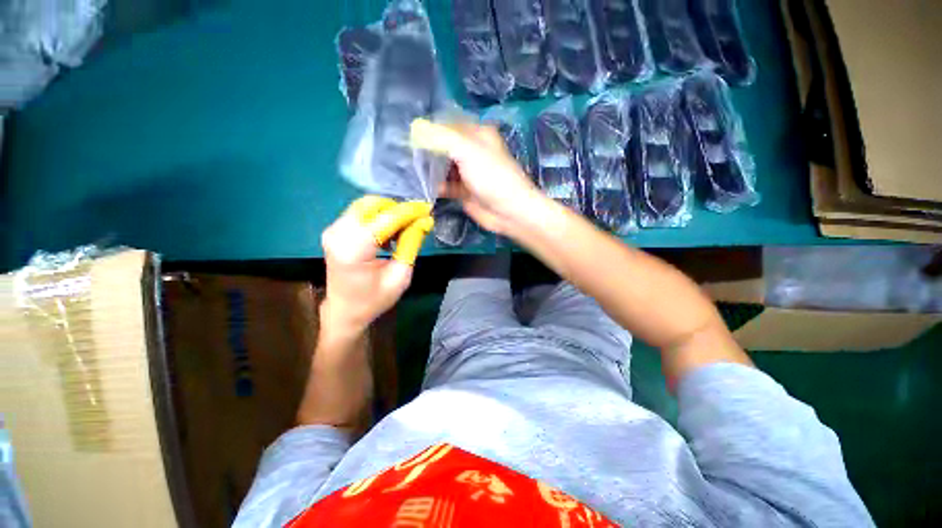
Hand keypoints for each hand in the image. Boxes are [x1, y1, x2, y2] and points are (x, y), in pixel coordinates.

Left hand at [321, 202, 417, 336]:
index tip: (428, 210)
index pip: (387, 218)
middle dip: (398, 209)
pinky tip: (388, 232)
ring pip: (366, 205)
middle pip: (373, 204)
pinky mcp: (334, 230)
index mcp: (354, 249)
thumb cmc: (374, 300)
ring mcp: (333, 230)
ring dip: (388, 212)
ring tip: (404, 228)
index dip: (409, 211)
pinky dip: (378, 216)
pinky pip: (360, 213)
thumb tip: (424, 221)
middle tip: (416, 220)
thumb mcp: (400, 276)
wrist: (344, 311)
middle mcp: (338, 234)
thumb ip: (411, 245)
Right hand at [412, 120, 541, 234]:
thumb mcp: (467, 150)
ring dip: (429, 169)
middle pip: (444, 146)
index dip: (430, 128)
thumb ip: (441, 138)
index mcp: (477, 135)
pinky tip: (421, 186)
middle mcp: (472, 151)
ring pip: (443, 166)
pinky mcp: (463, 191)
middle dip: (427, 150)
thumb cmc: (491, 177)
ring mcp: (467, 172)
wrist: (508, 211)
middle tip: (405, 154)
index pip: (448, 124)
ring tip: (408, 169)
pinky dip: (435, 185)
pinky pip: (445, 185)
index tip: (409, 134)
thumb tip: (415, 128)